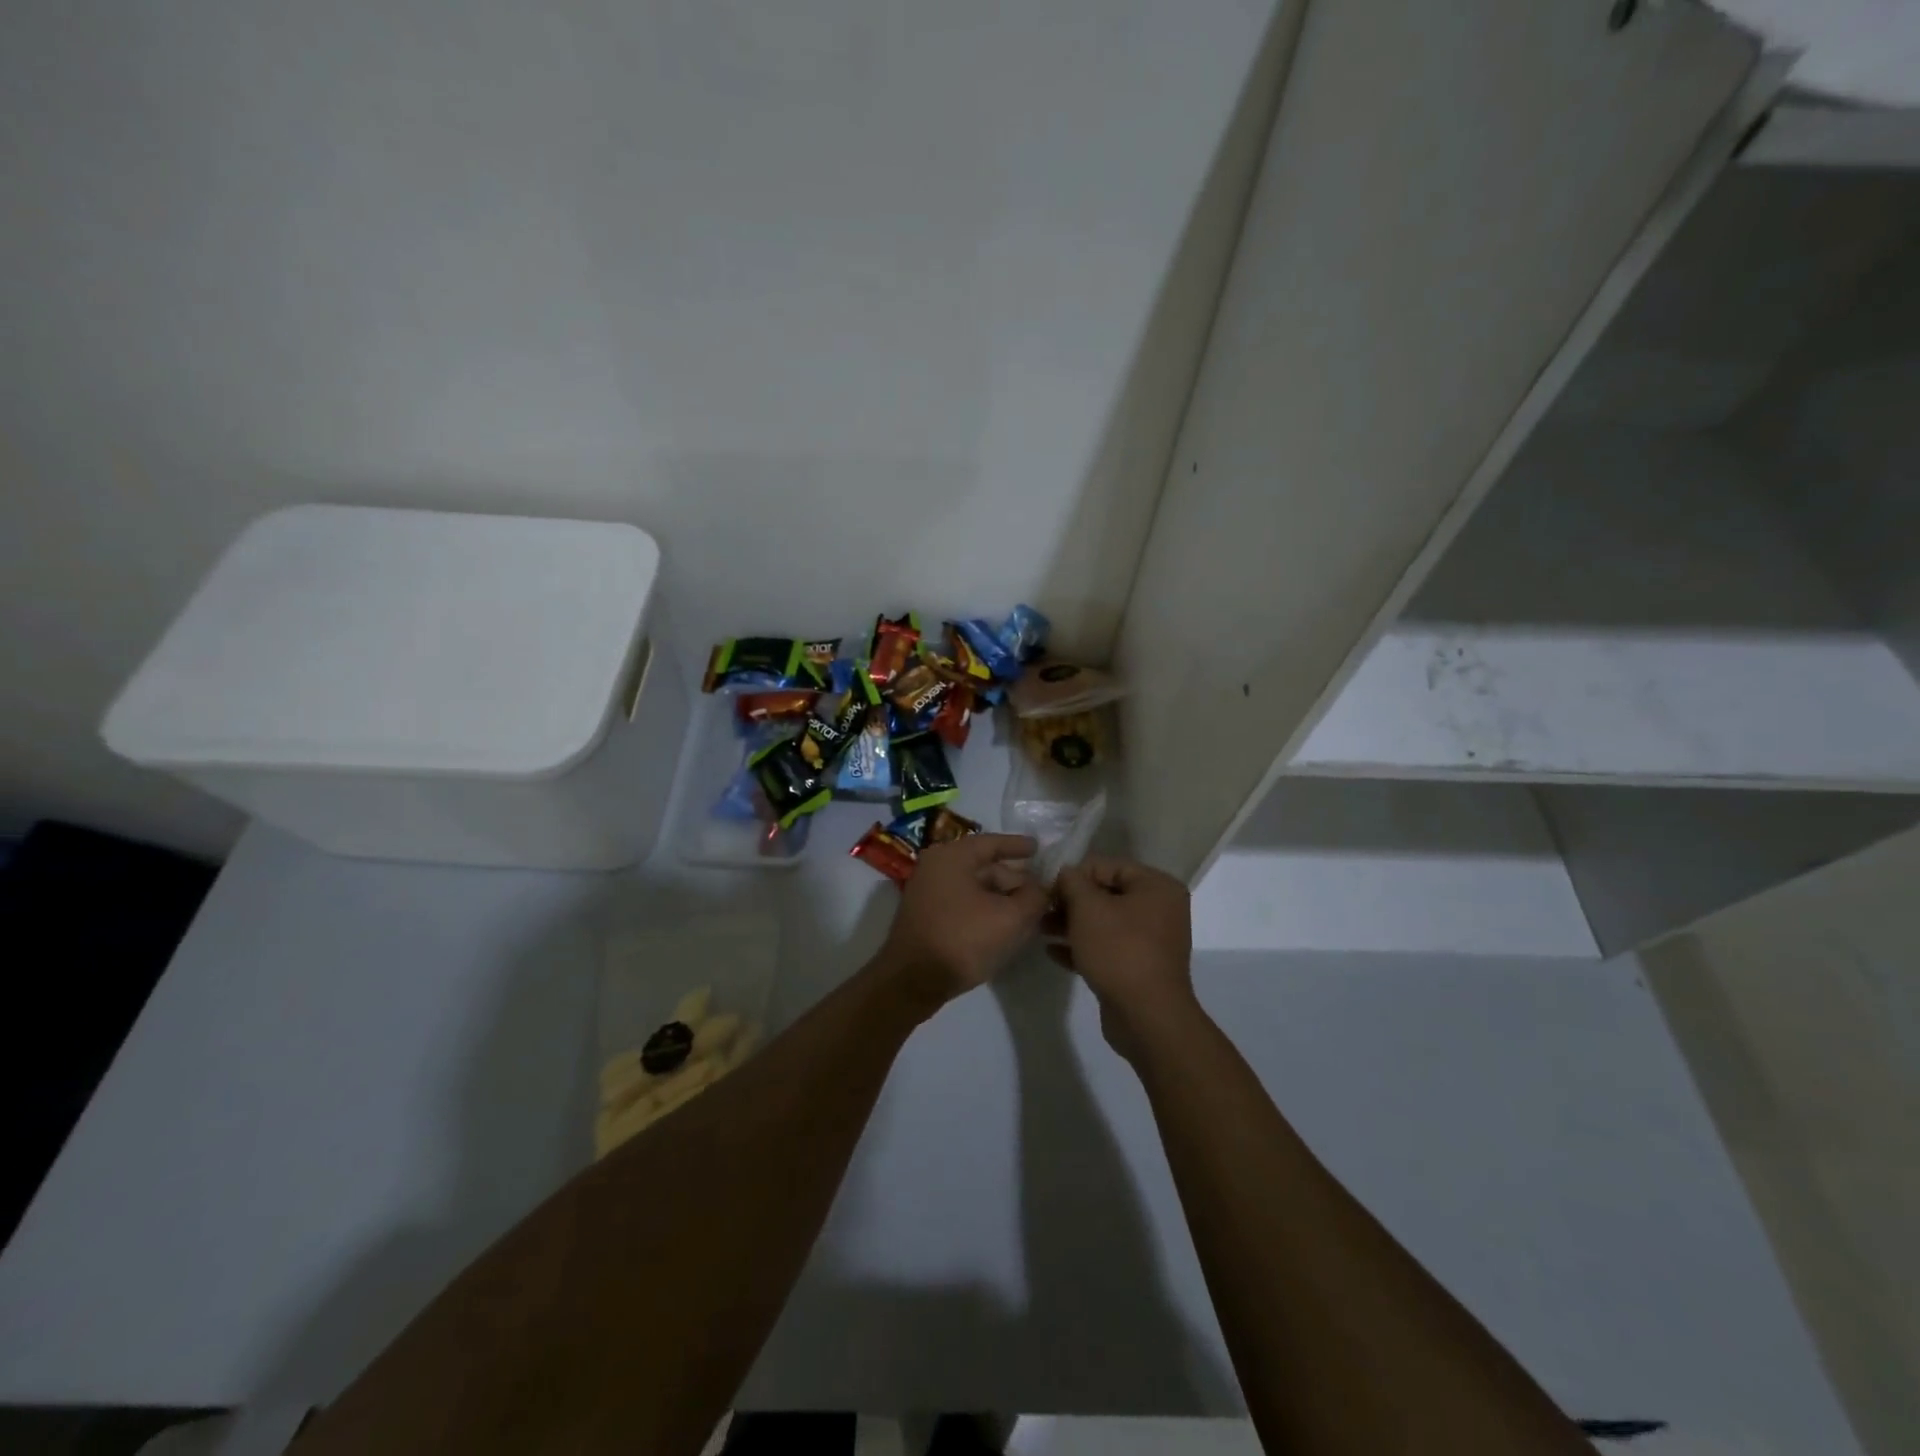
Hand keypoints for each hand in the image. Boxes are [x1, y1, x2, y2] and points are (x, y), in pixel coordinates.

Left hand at [877, 834, 1048, 1006]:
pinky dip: (985, 909)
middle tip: (1041, 892)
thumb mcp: (1010, 918)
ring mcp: (927, 892)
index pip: (992, 842)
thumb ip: (1034, 897)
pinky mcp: (926, 916)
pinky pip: (963, 903)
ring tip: (1028, 912)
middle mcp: (936, 867)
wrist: (913, 981)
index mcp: (952, 856)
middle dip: (1014, 879)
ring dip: (1001, 898)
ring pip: (974, 887)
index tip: (1039, 847)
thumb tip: (1042, 888)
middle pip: (984, 866)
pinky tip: (1004, 926)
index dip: (1018, 845)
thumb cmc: (962, 939)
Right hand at [1047, 857, 1194, 1059]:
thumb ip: (1072, 882)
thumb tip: (1066, 872)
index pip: (1108, 865)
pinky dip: (1082, 946)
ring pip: (1104, 922)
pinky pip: (1107, 947)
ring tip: (1040, 929)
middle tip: (1041, 909)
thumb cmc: (1119, 950)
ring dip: (1072, 924)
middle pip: (1106, 894)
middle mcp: (1160, 909)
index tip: (1048, 887)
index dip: (1075, 873)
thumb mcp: (1088, 908)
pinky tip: (1051, 951)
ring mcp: (1151, 940)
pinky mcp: (1139, 967)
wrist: (1147, 1016)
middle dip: (1071, 901)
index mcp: (1156, 886)